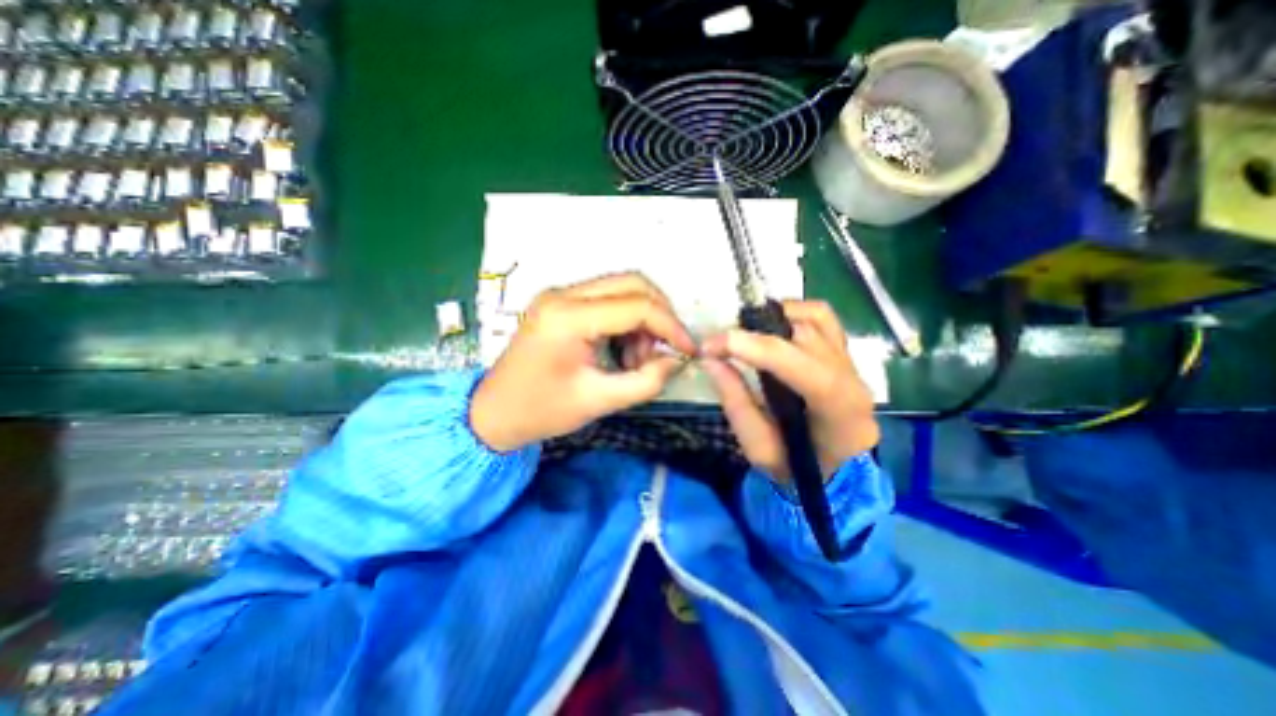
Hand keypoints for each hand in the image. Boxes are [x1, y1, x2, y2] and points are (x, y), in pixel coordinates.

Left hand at [471, 274, 695, 453]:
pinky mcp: (561, 303)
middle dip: (660, 314)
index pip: (636, 306)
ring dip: (643, 318)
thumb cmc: (540, 411)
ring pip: (622, 288)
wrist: (493, 413)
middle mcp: (563, 294)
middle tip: (667, 348)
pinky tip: (622, 351)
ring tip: (638, 359)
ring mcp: (560, 295)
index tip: (689, 350)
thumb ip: (646, 381)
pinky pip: (607, 299)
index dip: (671, 326)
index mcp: (567, 317)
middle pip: (632, 282)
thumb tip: (676, 360)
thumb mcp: (598, 401)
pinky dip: (626, 321)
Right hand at [698, 300, 877, 482]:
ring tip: (743, 334)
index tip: (712, 347)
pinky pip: (821, 317)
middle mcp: (853, 377)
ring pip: (814, 318)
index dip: (755, 348)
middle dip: (754, 333)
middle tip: (719, 344)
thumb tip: (711, 360)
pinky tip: (769, 326)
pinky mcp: (842, 352)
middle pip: (805, 335)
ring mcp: (851, 360)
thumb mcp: (758, 447)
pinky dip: (791, 312)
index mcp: (839, 409)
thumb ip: (735, 401)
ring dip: (772, 318)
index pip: (801, 366)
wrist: (835, 471)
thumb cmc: (797, 467)